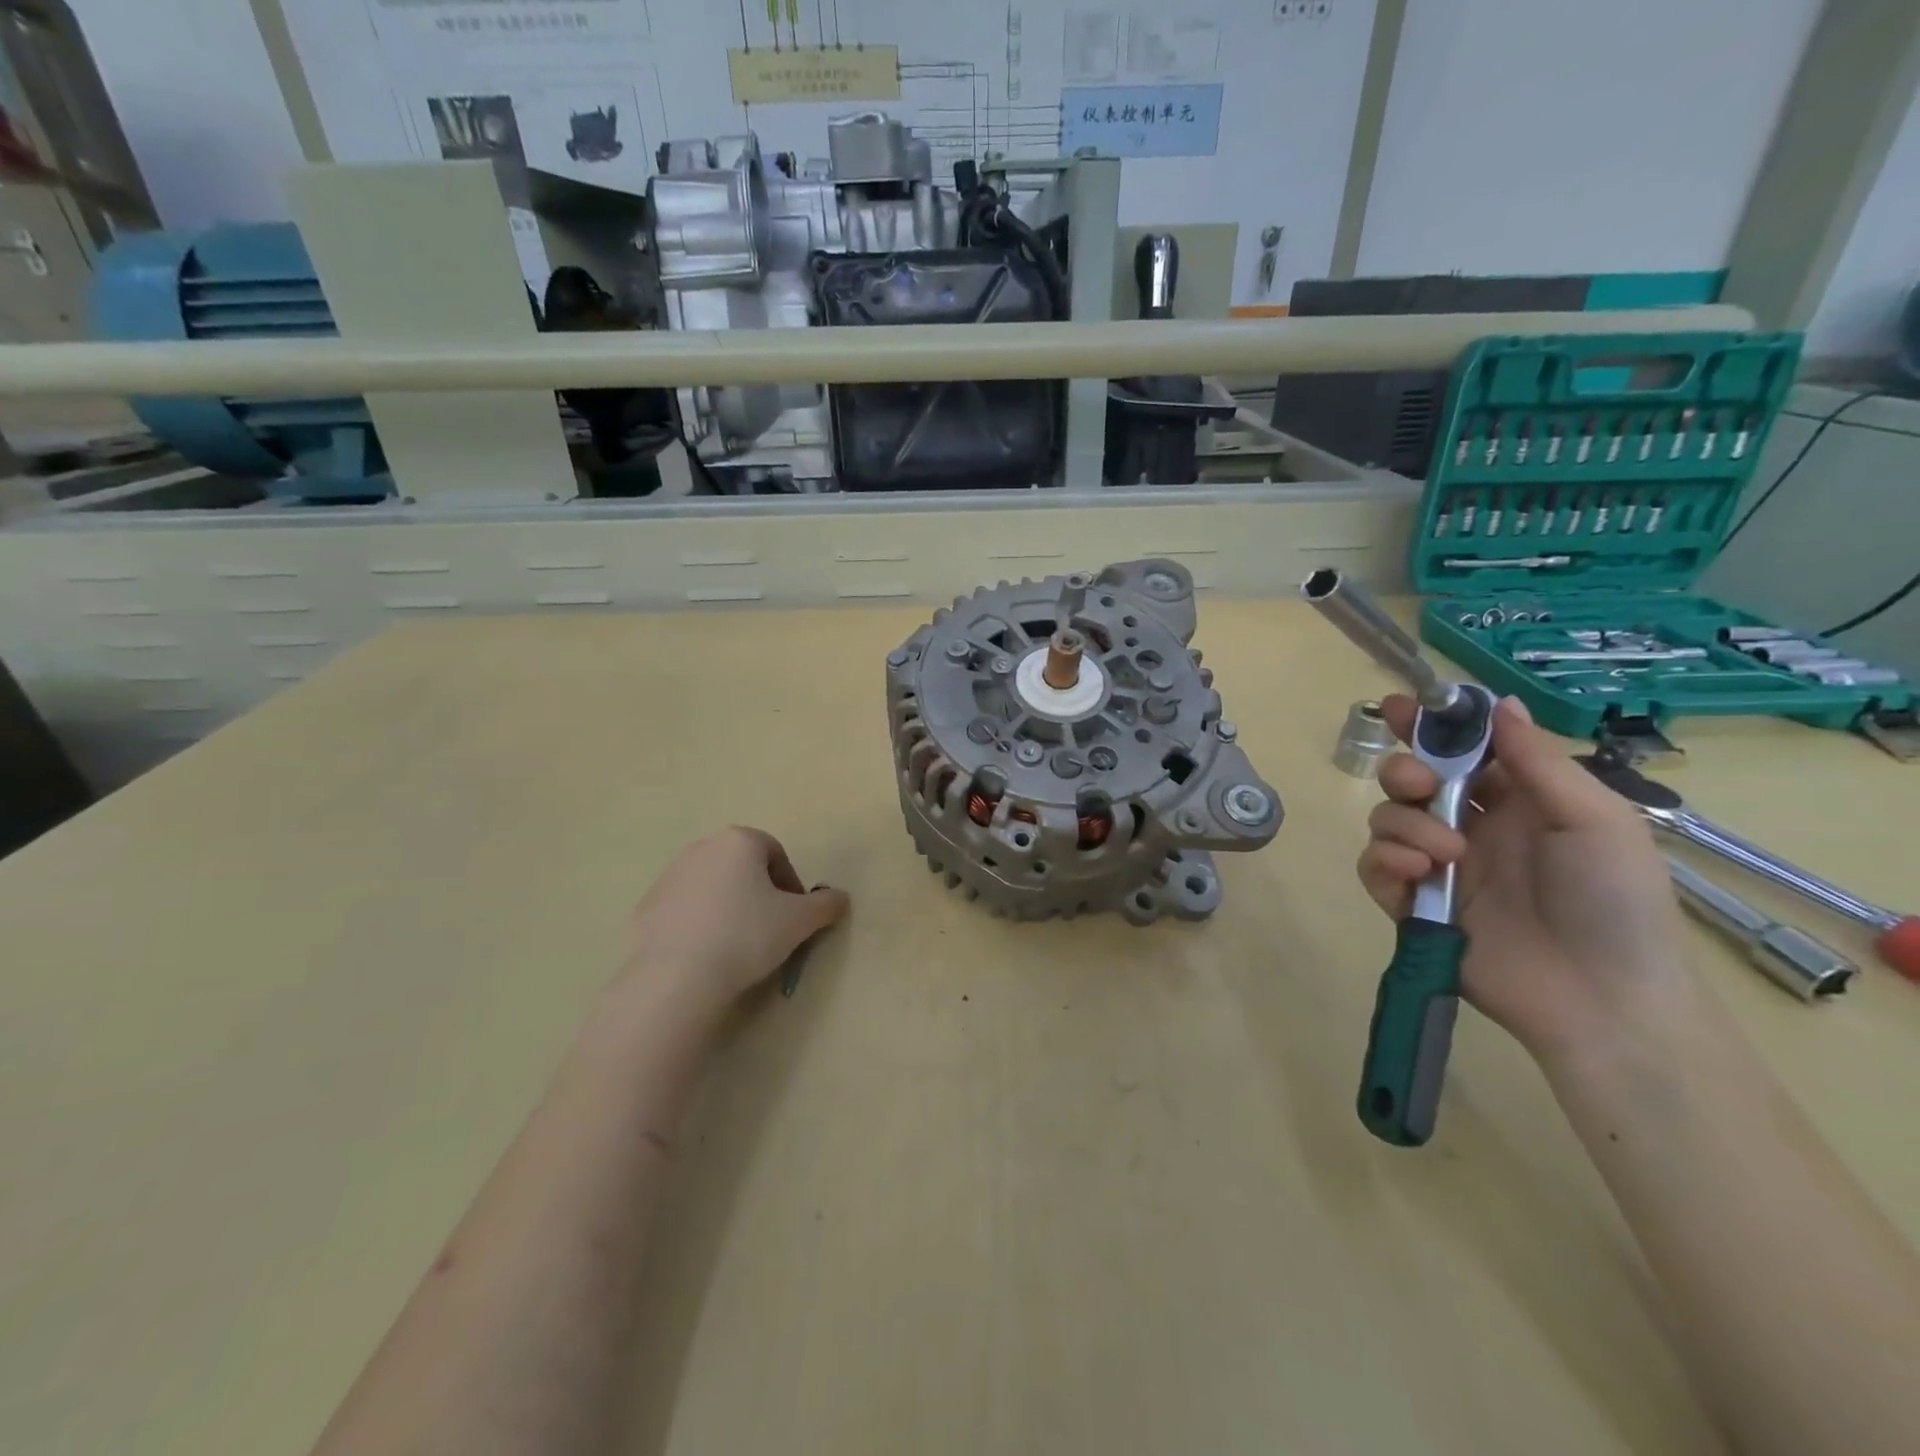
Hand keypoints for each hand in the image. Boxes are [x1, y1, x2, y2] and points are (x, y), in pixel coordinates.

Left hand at [620, 827, 849, 1023]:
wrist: (678, 976)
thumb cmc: (747, 935)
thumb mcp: (800, 921)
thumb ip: (825, 905)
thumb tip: (840, 898)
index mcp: (739, 841)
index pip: (775, 853)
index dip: (790, 883)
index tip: (794, 915)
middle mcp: (701, 848)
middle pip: (741, 865)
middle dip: (758, 891)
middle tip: (769, 927)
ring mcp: (668, 876)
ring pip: (711, 886)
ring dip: (727, 905)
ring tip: (736, 943)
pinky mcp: (646, 907)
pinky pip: (683, 909)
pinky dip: (698, 923)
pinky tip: (705, 953)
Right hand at [1358, 693, 1701, 1065]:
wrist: (1603, 999)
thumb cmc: (1615, 901)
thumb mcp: (1595, 820)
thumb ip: (1537, 761)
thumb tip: (1497, 701)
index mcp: (1516, 800)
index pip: (1461, 750)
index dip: (1429, 725)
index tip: (1399, 706)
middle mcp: (1469, 826)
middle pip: (1409, 779)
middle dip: (1403, 771)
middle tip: (1419, 784)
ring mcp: (1438, 866)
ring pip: (1386, 818)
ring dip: (1404, 823)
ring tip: (1444, 854)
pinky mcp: (1413, 905)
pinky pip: (1374, 865)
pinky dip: (1385, 860)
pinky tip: (1417, 872)